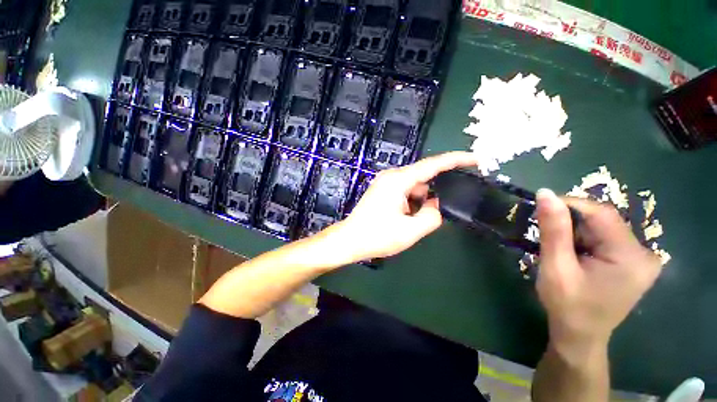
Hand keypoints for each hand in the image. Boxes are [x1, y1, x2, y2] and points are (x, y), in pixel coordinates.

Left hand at [332, 152, 477, 261]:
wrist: (350, 240)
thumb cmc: (377, 236)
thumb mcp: (410, 230)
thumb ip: (432, 216)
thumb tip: (436, 206)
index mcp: (398, 180)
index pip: (432, 165)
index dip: (456, 160)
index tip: (476, 159)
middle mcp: (392, 176)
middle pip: (423, 177)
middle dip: (435, 192)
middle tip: (439, 211)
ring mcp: (386, 183)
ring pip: (414, 187)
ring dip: (421, 201)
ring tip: (414, 221)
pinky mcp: (383, 191)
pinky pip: (405, 192)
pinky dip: (412, 202)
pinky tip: (407, 218)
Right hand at [535, 189, 661, 348]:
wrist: (579, 336)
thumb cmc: (567, 305)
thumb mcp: (556, 267)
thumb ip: (553, 230)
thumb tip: (545, 193)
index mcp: (631, 257)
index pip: (601, 214)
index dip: (569, 205)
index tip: (540, 205)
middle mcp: (643, 253)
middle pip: (603, 221)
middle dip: (571, 223)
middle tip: (546, 234)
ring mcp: (640, 259)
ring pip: (602, 228)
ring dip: (576, 232)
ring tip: (559, 249)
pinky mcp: (632, 262)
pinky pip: (604, 238)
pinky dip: (583, 240)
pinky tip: (573, 254)